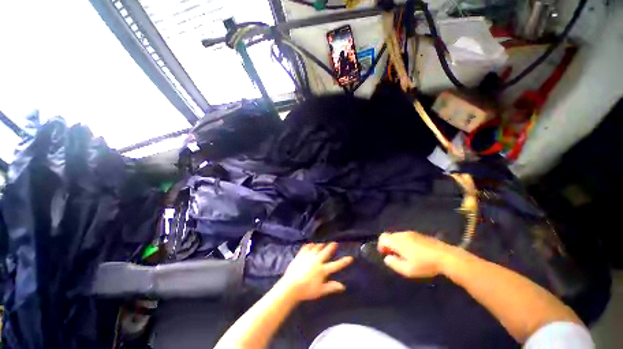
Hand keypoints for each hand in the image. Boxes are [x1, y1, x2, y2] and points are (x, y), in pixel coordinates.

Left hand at [278, 242, 352, 301]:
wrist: (291, 285)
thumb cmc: (306, 290)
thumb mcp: (321, 291)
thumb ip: (331, 287)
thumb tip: (343, 287)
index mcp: (323, 269)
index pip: (336, 265)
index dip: (344, 261)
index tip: (350, 257)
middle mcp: (317, 260)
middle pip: (326, 252)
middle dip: (331, 247)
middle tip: (335, 242)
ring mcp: (308, 256)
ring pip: (316, 248)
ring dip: (320, 245)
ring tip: (323, 243)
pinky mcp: (301, 255)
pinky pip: (306, 248)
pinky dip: (309, 245)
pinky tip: (311, 244)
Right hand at [378, 231, 454, 277]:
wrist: (447, 257)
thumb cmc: (425, 264)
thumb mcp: (408, 270)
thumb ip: (394, 264)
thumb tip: (387, 258)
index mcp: (398, 241)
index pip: (383, 238)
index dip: (381, 246)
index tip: (385, 255)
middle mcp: (403, 234)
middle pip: (390, 236)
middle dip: (389, 245)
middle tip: (394, 256)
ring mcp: (412, 233)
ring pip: (398, 236)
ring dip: (397, 244)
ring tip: (404, 255)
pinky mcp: (420, 235)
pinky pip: (406, 236)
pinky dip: (404, 242)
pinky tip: (414, 252)